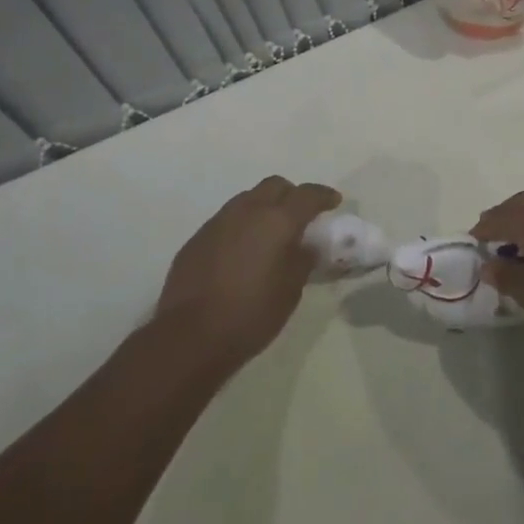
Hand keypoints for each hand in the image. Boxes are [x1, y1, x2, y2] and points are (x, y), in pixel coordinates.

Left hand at [151, 176, 340, 367]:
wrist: (189, 337)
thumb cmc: (251, 314)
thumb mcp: (291, 290)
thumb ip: (302, 260)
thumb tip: (305, 246)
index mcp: (277, 220)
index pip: (307, 195)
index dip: (323, 196)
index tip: (334, 202)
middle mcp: (247, 211)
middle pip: (275, 186)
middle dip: (292, 195)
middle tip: (301, 216)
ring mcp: (218, 222)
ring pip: (248, 199)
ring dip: (264, 208)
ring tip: (270, 235)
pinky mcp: (197, 239)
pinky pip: (226, 220)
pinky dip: (241, 226)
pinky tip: (242, 253)